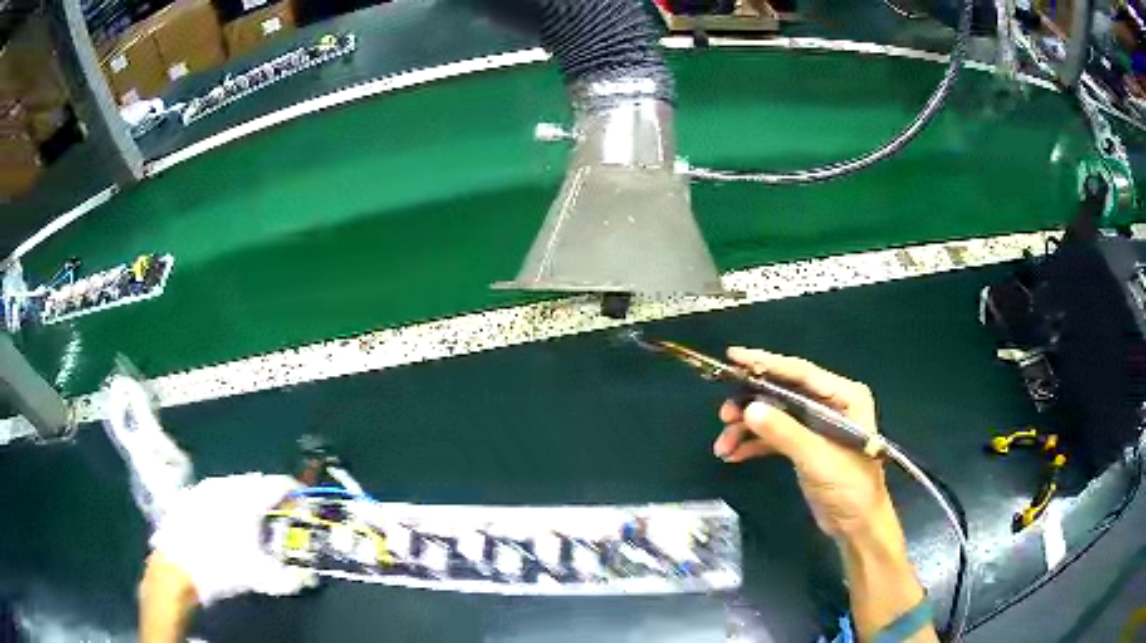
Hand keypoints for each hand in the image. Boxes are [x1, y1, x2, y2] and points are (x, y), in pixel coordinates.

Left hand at [148, 473, 315, 605]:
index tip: (302, 506)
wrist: (177, 567)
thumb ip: (288, 578)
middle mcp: (226, 485)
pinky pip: (215, 495)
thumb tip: (303, 579)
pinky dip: (226, 505)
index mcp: (247, 497)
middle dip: (270, 498)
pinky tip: (224, 526)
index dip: (294, 493)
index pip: (278, 484)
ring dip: (247, 500)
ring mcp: (204, 489)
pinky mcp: (189, 496)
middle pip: (256, 483)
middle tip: (279, 519)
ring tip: (252, 524)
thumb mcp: (261, 578)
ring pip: (234, 487)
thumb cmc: (222, 566)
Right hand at [713, 347, 893, 540]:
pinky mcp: (805, 445)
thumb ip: (784, 432)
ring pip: (774, 415)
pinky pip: (774, 436)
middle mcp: (829, 404)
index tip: (733, 356)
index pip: (800, 373)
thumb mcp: (816, 457)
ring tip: (723, 445)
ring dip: (747, 428)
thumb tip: (749, 408)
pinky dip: (754, 444)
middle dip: (751, 403)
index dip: (766, 363)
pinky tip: (733, 455)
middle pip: (783, 392)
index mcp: (843, 396)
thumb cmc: (849, 487)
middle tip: (724, 414)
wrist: (856, 525)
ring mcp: (816, 425)